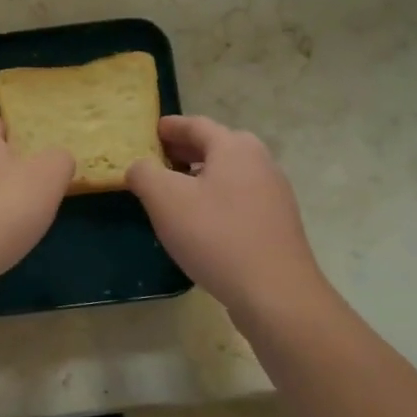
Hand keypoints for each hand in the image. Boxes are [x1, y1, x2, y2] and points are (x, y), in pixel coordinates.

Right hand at [126, 115, 329, 314]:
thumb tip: (139, 167)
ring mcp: (273, 193)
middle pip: (217, 146)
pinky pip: (239, 197)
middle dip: (186, 150)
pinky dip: (216, 196)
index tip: (152, 130)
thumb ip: (144, 174)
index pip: (197, 125)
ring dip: (201, 175)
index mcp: (234, 148)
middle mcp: (259, 162)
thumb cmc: (215, 236)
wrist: (274, 292)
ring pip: (230, 173)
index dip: (171, 126)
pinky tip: (200, 219)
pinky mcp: (277, 223)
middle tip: (158, 158)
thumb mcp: (165, 200)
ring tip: (174, 190)